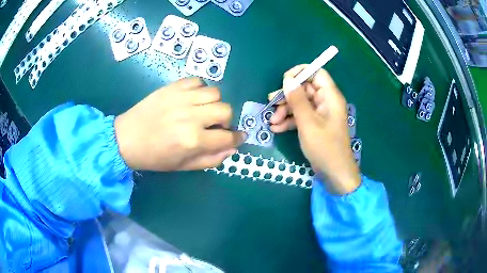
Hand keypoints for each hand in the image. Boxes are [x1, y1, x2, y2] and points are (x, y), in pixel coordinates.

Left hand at [114, 78, 246, 170]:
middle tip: (214, 125)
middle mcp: (191, 117)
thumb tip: (231, 149)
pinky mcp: (173, 87)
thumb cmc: (154, 156)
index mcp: (193, 140)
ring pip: (215, 93)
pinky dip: (200, 89)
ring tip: (202, 110)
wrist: (127, 138)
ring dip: (214, 103)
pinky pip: (198, 81)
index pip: (228, 137)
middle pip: (226, 110)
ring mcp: (182, 98)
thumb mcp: (183, 166)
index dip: (237, 138)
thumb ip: (210, 159)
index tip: (238, 137)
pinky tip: (192, 98)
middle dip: (226, 120)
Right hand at [269, 65, 360, 193]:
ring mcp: (320, 114)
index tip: (285, 81)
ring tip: (272, 121)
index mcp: (330, 97)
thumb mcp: (308, 122)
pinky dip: (289, 121)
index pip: (317, 73)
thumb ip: (297, 99)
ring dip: (285, 111)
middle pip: (305, 89)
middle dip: (287, 97)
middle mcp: (326, 102)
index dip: (301, 73)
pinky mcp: (315, 125)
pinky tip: (276, 128)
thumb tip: (288, 79)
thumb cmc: (324, 147)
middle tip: (271, 104)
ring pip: (300, 104)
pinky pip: (301, 116)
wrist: (334, 173)